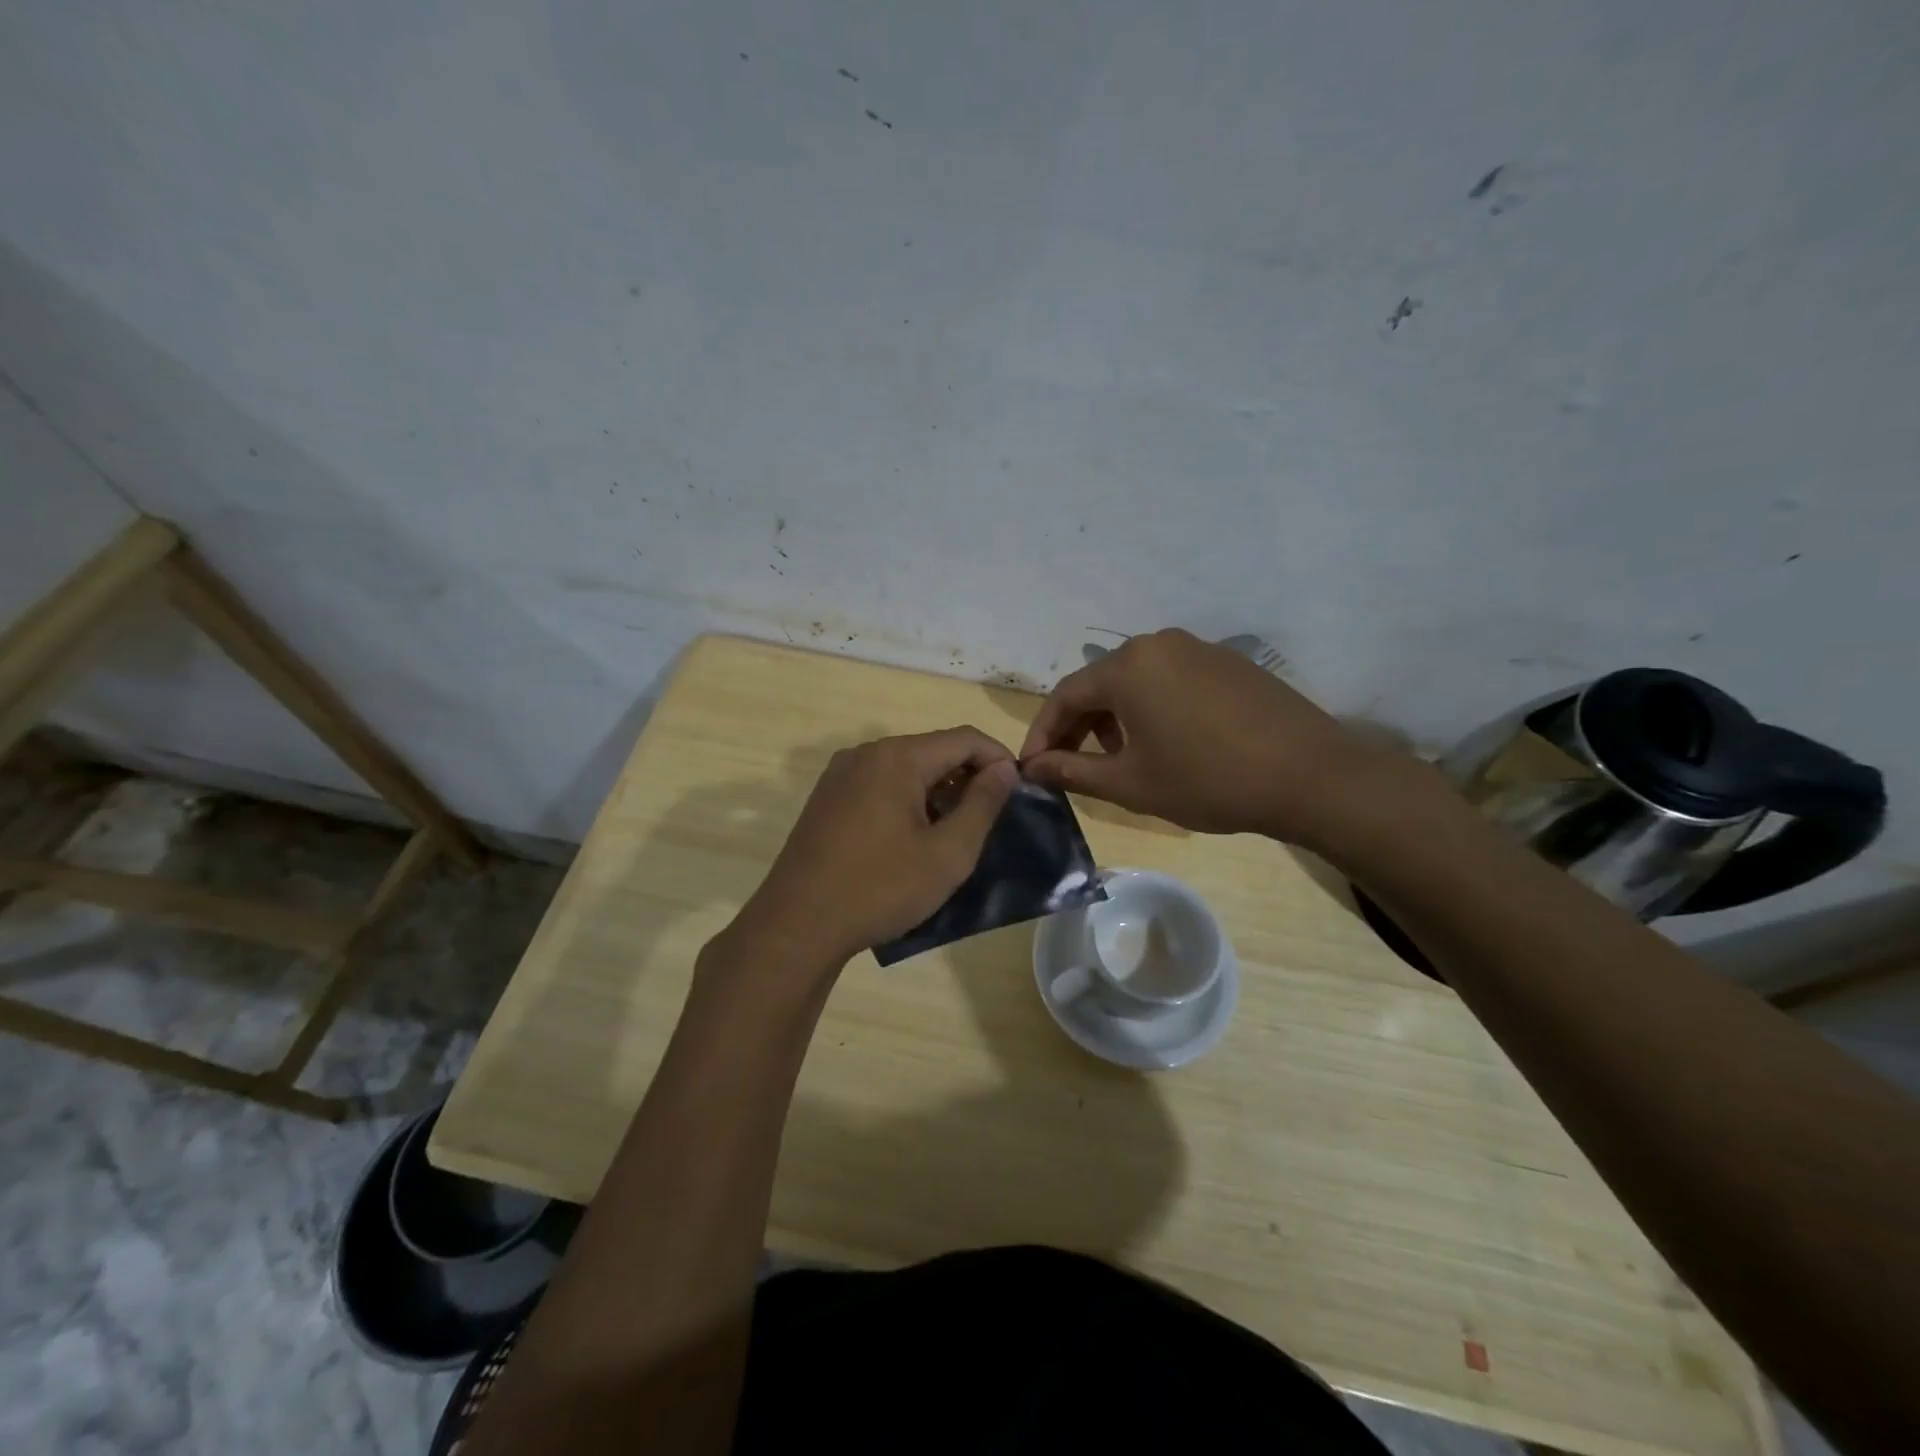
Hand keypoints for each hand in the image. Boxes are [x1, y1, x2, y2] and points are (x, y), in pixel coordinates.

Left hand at [724, 727, 1018, 974]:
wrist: (797, 926)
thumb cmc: (880, 888)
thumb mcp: (948, 853)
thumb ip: (983, 804)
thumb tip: (1004, 768)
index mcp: (898, 757)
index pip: (965, 738)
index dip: (999, 759)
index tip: (1020, 792)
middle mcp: (866, 753)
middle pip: (933, 750)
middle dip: (968, 777)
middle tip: (990, 818)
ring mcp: (840, 774)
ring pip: (906, 768)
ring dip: (937, 791)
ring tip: (955, 832)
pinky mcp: (827, 798)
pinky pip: (880, 784)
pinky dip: (907, 800)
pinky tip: (913, 838)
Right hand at [1019, 629, 1410, 843]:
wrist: (1311, 775)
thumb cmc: (1208, 780)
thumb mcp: (1130, 783)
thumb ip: (1072, 772)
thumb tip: (1032, 769)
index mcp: (1127, 666)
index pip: (1064, 696)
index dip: (1043, 734)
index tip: (1034, 769)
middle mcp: (1157, 643)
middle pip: (1099, 684)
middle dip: (1079, 727)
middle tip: (1072, 767)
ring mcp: (1197, 648)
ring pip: (1135, 681)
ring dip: (1115, 718)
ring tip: (1121, 759)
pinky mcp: (1226, 662)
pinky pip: (1169, 680)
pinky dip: (1151, 708)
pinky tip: (1167, 742)